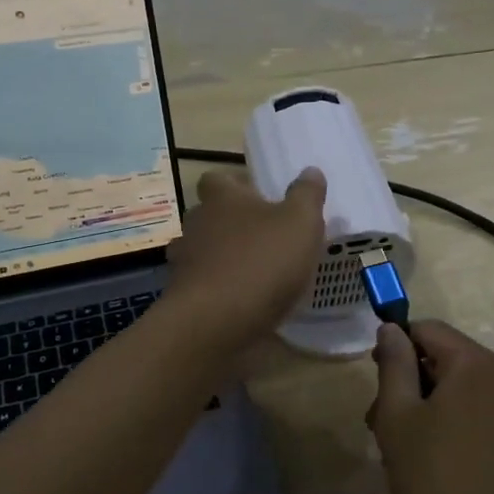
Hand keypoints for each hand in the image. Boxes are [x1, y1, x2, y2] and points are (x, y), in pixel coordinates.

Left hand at [164, 166, 325, 350]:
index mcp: (222, 198)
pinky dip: (219, 289)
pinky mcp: (182, 297)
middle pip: (209, 215)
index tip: (257, 196)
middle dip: (231, 223)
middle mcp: (196, 224)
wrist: (214, 322)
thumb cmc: (261, 262)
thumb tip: (310, 171)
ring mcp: (184, 262)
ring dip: (223, 258)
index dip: (235, 184)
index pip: (217, 179)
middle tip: (263, 236)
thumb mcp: (300, 223)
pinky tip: (242, 302)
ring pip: (203, 251)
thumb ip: (306, 195)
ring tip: (254, 272)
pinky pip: (202, 285)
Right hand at [366, 320, 493, 493]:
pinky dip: (485, 440)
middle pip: (459, 366)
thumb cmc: (437, 482)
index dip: (400, 347)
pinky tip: (469, 479)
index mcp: (479, 366)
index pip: (431, 331)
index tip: (382, 382)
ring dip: (454, 413)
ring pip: (485, 400)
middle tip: (394, 430)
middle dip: (424, 387)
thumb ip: (394, 366)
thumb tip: (393, 328)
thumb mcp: (398, 421)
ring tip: (430, 459)